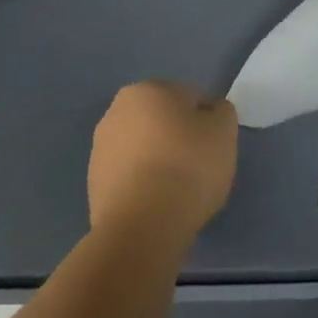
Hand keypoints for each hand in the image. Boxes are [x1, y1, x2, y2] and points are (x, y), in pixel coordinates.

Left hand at [87, 82, 237, 245]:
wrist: (141, 228)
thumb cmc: (187, 167)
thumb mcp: (224, 130)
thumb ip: (221, 113)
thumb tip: (209, 115)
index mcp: (148, 89)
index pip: (190, 98)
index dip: (207, 123)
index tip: (214, 149)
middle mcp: (117, 111)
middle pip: (163, 121)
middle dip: (179, 139)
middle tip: (197, 169)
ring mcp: (100, 149)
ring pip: (145, 149)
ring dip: (160, 162)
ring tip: (177, 192)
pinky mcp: (93, 186)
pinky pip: (130, 177)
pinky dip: (144, 186)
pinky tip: (157, 206)